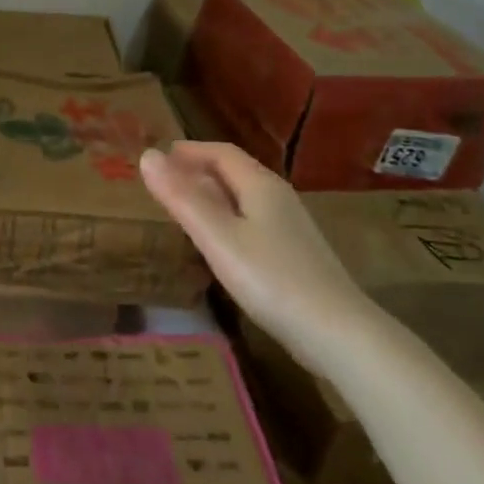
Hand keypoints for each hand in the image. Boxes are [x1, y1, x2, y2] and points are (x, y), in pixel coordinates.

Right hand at [140, 141, 380, 373]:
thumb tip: (147, 155)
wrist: (337, 332)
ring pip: (244, 198)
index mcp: (260, 185)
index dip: (190, 151)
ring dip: (212, 195)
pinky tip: (217, 243)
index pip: (222, 153)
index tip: (159, 156)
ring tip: (183, 208)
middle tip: (164, 182)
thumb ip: (181, 197)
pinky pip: (252, 222)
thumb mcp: (217, 237)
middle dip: (198, 170)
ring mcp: (290, 227)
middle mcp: (278, 198)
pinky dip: (226, 219)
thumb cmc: (271, 279)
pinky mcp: (294, 254)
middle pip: (235, 173)